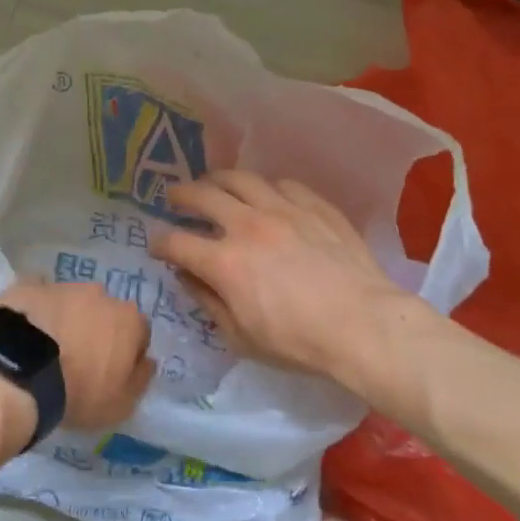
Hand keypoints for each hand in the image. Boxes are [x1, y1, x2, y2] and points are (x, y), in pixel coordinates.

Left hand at [0, 279, 156, 431]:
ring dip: (66, 319)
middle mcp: (101, 294)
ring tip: (46, 348)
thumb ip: (140, 379)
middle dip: (96, 330)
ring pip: (71, 302)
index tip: (110, 373)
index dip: (126, 354)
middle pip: (105, 312)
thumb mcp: (121, 405)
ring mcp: (62, 286)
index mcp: (129, 320)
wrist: (18, 369)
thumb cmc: (77, 392)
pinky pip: (38, 296)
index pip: (138, 333)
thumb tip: (146, 361)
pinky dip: (36, 310)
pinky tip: (25, 330)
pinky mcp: (28, 285)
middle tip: (78, 359)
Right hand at [151, 171, 416, 379]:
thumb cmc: (298, 342)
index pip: (176, 242)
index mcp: (224, 262)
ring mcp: (284, 209)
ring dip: (218, 179)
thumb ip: (209, 303)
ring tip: (213, 184)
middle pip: (202, 195)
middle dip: (180, 195)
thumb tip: (188, 278)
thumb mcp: (241, 337)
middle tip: (174, 198)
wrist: (364, 325)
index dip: (158, 243)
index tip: (156, 246)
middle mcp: (248, 225)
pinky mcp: (315, 206)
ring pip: (241, 178)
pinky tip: (266, 195)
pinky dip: (266, 188)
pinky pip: (283, 184)